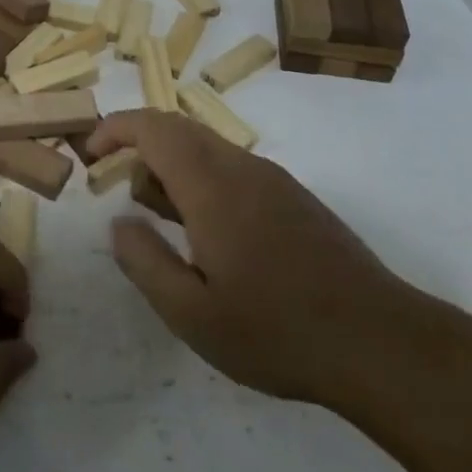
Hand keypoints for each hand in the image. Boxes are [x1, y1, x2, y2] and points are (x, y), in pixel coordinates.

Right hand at [89, 110, 438, 412]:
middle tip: (116, 184)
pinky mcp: (294, 198)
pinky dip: (201, 178)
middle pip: (179, 128)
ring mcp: (274, 180)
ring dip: (171, 165)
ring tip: (159, 218)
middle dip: (139, 143)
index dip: (115, 129)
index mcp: (213, 187)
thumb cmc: (277, 331)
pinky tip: (206, 233)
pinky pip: (233, 167)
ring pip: (207, 147)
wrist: (381, 342)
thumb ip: (144, 262)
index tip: (90, 153)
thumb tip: (118, 222)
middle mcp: (243, 168)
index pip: (154, 128)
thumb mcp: (192, 314)